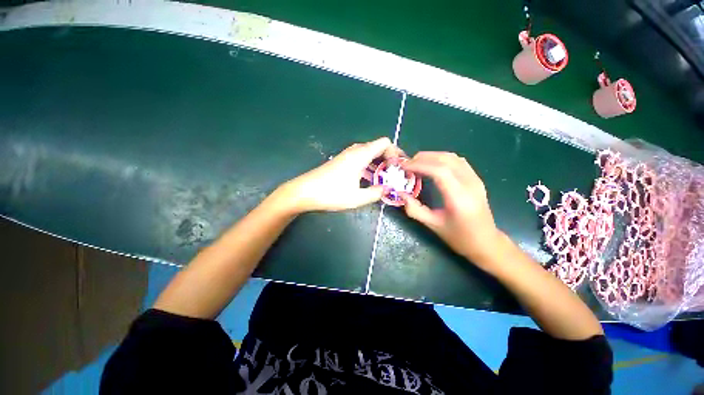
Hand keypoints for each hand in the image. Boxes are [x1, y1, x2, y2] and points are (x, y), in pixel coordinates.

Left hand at [278, 137, 403, 212]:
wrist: (304, 192)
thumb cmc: (331, 193)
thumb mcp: (357, 197)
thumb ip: (376, 193)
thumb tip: (387, 189)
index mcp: (360, 155)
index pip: (384, 143)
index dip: (395, 152)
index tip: (398, 167)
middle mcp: (354, 151)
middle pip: (377, 147)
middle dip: (388, 160)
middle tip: (393, 175)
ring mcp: (346, 156)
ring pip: (368, 154)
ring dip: (378, 165)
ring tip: (383, 180)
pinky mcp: (340, 162)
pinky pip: (359, 160)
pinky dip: (368, 167)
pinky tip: (368, 181)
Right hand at [401, 152, 503, 265]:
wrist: (486, 242)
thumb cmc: (459, 237)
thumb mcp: (433, 225)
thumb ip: (414, 209)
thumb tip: (400, 194)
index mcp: (459, 198)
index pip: (439, 171)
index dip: (419, 165)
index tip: (403, 166)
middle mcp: (470, 184)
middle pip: (446, 160)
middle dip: (423, 158)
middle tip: (407, 163)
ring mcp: (475, 180)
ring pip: (453, 158)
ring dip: (432, 156)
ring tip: (417, 162)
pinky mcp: (476, 179)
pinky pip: (458, 162)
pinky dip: (442, 159)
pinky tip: (432, 165)